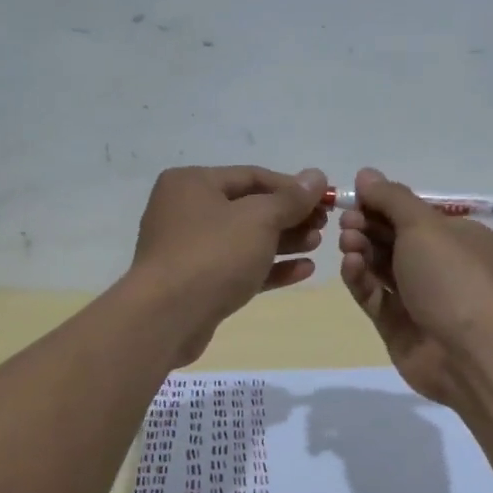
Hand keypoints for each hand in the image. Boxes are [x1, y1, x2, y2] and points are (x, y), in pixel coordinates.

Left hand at [129, 165, 328, 363]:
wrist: (167, 317)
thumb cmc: (213, 254)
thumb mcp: (259, 219)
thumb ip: (291, 198)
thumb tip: (317, 176)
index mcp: (192, 183)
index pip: (252, 176)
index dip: (292, 187)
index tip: (326, 199)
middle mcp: (186, 210)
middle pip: (249, 207)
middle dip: (290, 216)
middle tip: (324, 225)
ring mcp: (189, 249)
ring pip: (246, 239)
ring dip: (284, 241)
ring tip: (318, 245)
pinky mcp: (197, 283)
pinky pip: (239, 267)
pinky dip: (270, 267)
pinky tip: (304, 270)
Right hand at [337, 167, 492, 404]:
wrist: (469, 352)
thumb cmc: (451, 277)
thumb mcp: (423, 226)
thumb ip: (391, 198)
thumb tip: (366, 174)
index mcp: (458, 237)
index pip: (413, 214)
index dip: (382, 204)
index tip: (354, 198)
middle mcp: (440, 266)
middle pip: (393, 239)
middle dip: (367, 227)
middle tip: (346, 222)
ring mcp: (419, 298)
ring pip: (381, 267)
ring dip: (361, 251)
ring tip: (347, 243)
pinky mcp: (398, 325)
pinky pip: (374, 296)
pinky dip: (361, 279)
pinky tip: (351, 266)